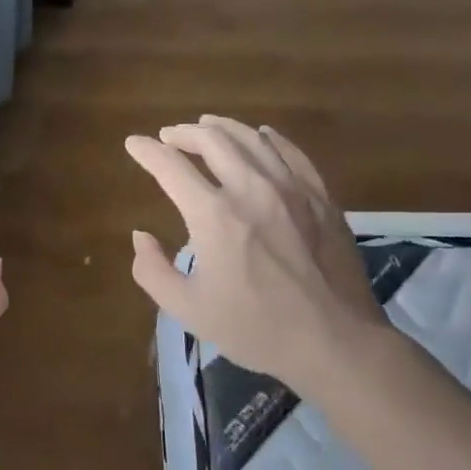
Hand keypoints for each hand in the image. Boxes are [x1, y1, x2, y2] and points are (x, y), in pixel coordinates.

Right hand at [125, 116, 394, 398]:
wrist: (337, 343)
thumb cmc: (257, 329)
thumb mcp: (188, 309)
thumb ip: (152, 270)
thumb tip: (140, 236)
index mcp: (214, 215)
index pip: (170, 166)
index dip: (147, 151)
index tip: (134, 144)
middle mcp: (251, 189)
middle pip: (212, 140)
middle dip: (183, 133)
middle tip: (169, 136)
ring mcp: (291, 189)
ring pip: (252, 139)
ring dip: (222, 128)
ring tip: (207, 126)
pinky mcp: (321, 198)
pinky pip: (292, 153)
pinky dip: (269, 139)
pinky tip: (262, 136)